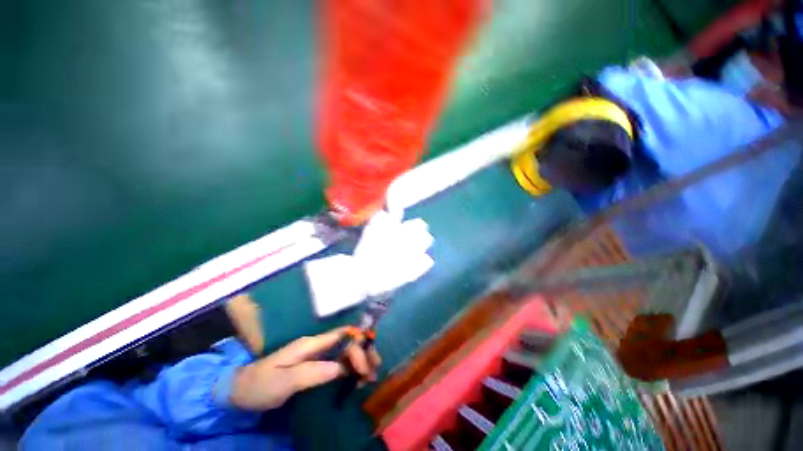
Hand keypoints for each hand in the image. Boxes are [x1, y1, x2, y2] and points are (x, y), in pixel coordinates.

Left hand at [229, 327, 380, 410]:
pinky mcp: (315, 368)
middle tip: (374, 372)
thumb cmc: (261, 384)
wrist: (240, 392)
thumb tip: (341, 368)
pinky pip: (339, 364)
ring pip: (346, 352)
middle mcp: (318, 346)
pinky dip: (351, 370)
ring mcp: (317, 356)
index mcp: (311, 344)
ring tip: (370, 377)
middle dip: (363, 353)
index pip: (342, 335)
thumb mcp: (284, 380)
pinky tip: (357, 380)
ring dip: (360, 361)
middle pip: (347, 342)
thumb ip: (312, 372)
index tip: (365, 367)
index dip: (357, 344)